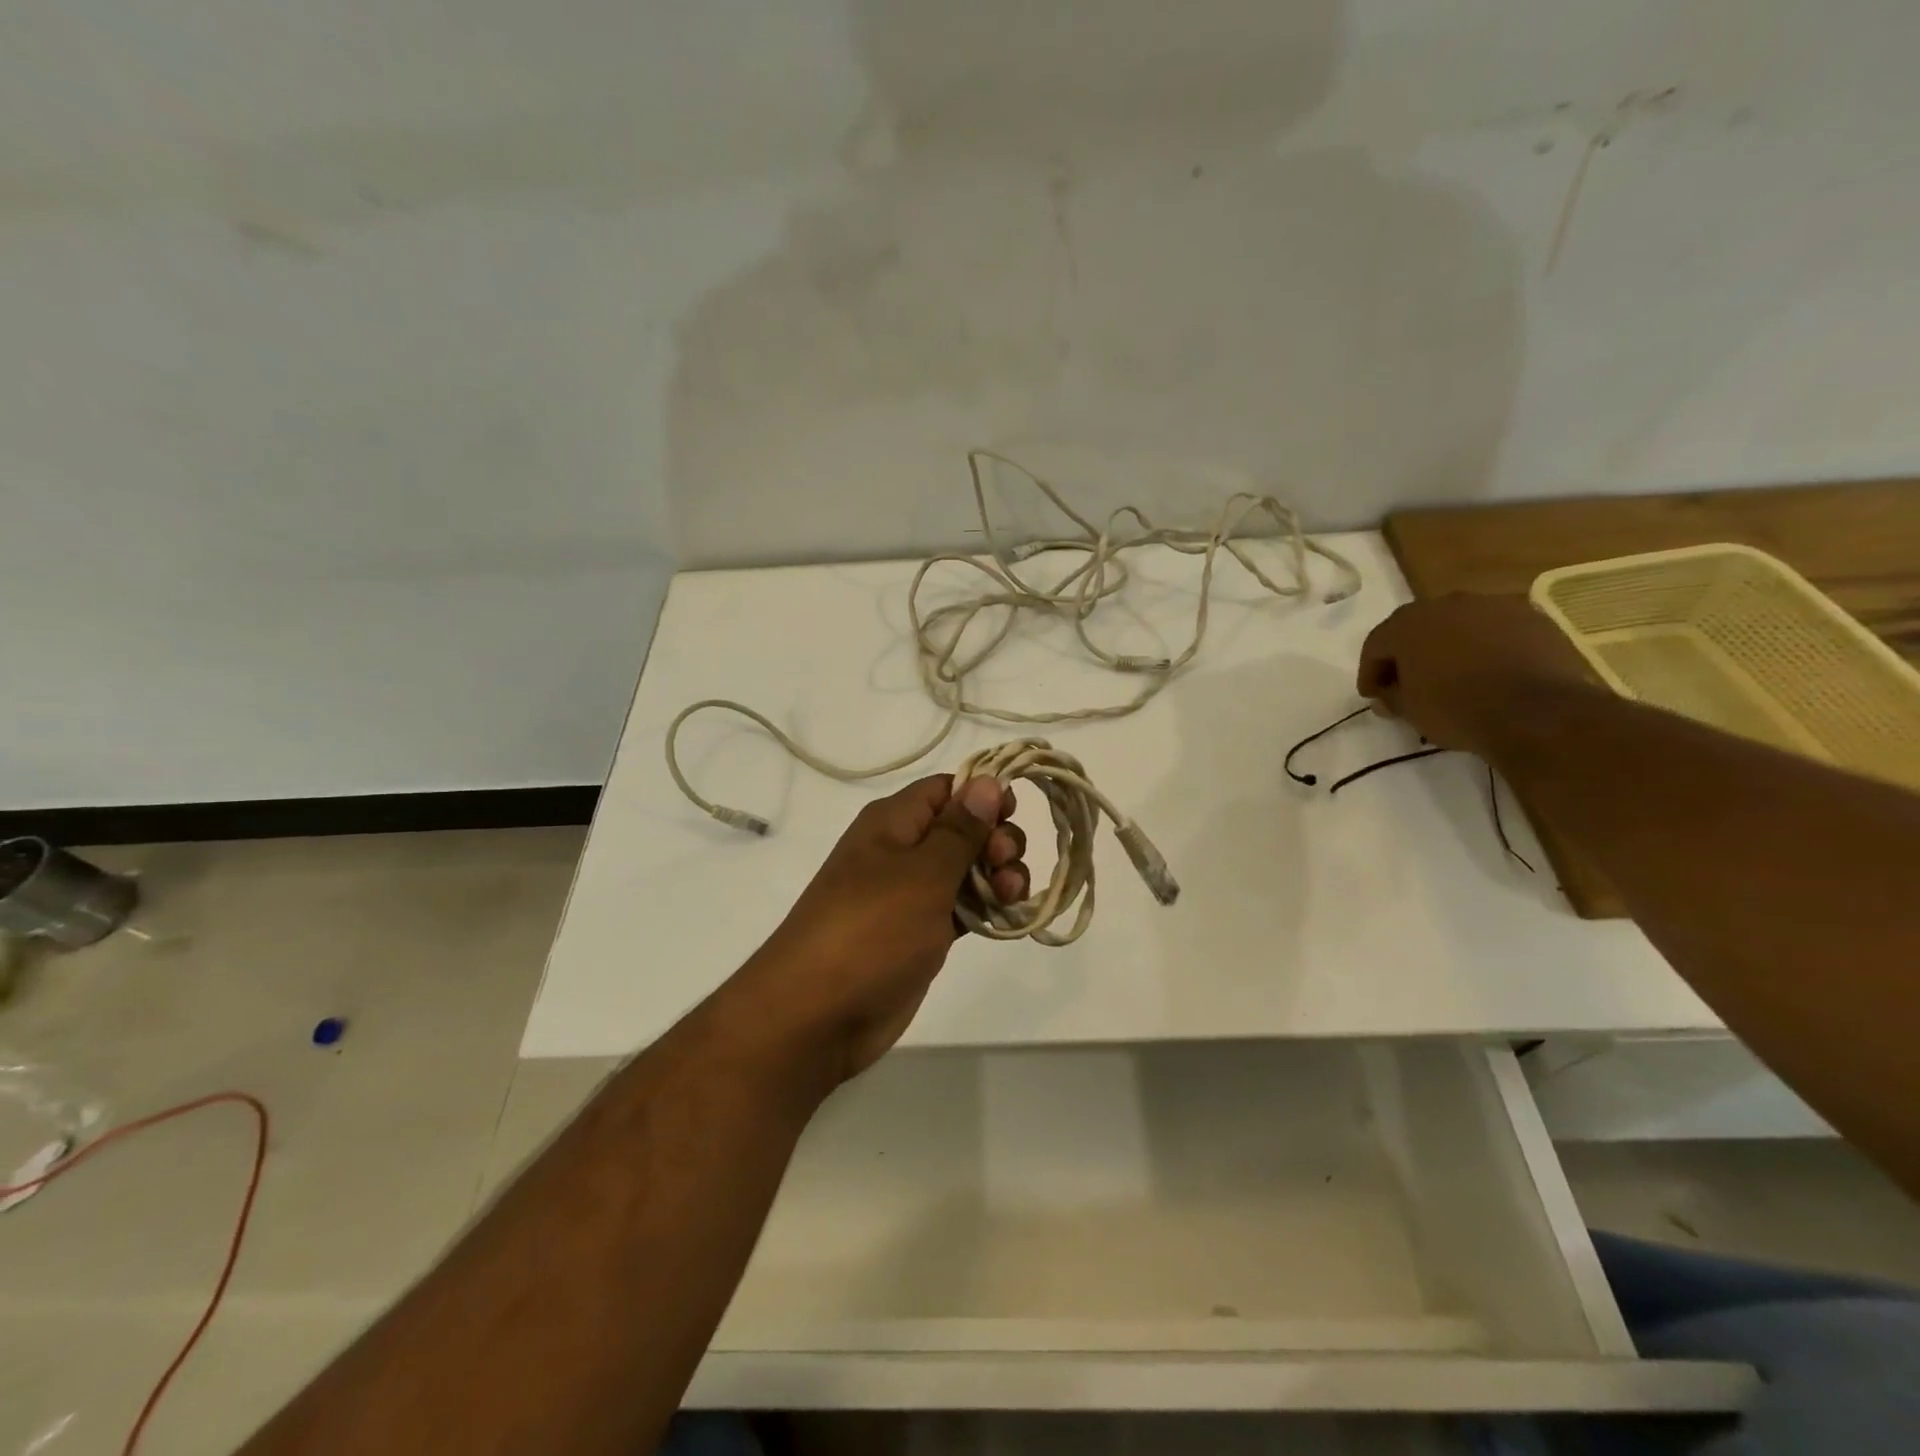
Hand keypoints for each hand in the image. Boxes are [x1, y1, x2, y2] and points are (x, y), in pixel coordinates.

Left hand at [727, 775, 1027, 1084]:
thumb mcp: (923, 874)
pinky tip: (1007, 916)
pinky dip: (985, 907)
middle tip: (1005, 865)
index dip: (983, 794)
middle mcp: (901, 850)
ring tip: (1011, 896)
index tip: (1014, 813)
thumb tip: (987, 781)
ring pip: (965, 869)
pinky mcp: (918, 933)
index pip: (946, 788)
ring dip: (997, 875)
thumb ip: (960, 829)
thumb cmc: (872, 930)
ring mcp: (909, 894)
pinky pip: (960, 907)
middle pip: (961, 828)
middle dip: (995, 839)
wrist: (817, 1014)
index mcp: (893, 822)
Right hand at [1357, 594, 1594, 754]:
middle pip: (1418, 627)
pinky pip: (1497, 631)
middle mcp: (1447, 603)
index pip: (1376, 644)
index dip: (1370, 672)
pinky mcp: (1533, 616)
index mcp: (1408, 623)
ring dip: (1450, 646)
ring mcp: (1494, 605)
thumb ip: (1392, 699)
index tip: (1373, 696)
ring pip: (1460, 624)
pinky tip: (1491, 672)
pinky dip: (1488, 647)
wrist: (1537, 710)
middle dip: (1409, 654)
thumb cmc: (1457, 708)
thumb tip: (1386, 697)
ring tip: (1454, 676)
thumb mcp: (1411, 712)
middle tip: (1408, 683)